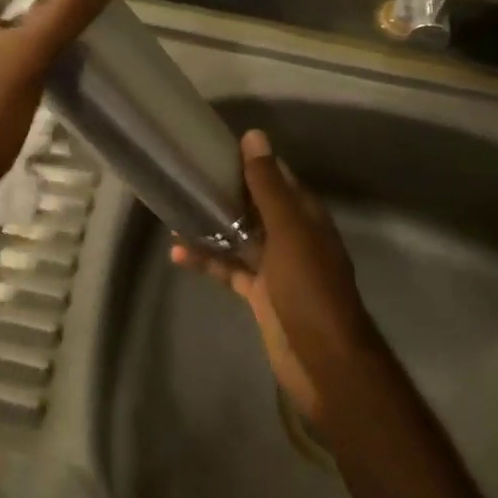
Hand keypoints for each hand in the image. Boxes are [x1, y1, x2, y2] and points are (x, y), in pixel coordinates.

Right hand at [171, 129, 376, 423]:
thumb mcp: (287, 230)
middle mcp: (291, 236)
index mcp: (304, 216)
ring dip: (210, 226)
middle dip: (224, 192)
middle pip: (254, 206)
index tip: (215, 148)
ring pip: (238, 236)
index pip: (276, 177)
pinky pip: (229, 269)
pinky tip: (177, 253)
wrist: (324, 362)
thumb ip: (268, 186)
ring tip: (173, 212)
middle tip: (186, 176)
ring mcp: (275, 267)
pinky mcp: (260, 294)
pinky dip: (207, 260)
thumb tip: (254, 135)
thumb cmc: (309, 288)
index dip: (249, 162)